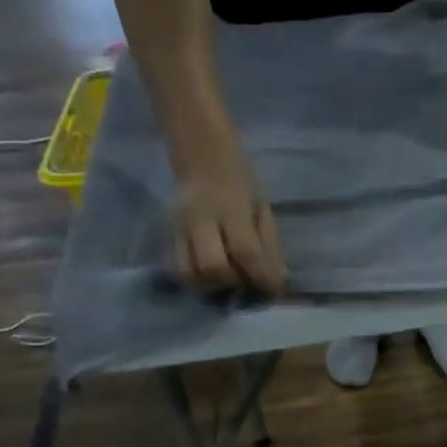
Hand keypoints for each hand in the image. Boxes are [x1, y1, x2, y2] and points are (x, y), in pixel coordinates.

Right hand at [174, 158, 285, 294]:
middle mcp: (201, 219)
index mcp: (230, 208)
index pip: (245, 251)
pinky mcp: (169, 233)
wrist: (202, 157)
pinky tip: (210, 276)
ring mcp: (180, 227)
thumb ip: (269, 243)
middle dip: (234, 281)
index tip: (273, 289)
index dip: (262, 276)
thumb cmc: (241, 182)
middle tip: (247, 281)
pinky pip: (177, 267)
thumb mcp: (262, 206)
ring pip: (189, 272)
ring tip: (228, 280)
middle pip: (213, 266)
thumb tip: (277, 278)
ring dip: (212, 285)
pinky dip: (195, 279)